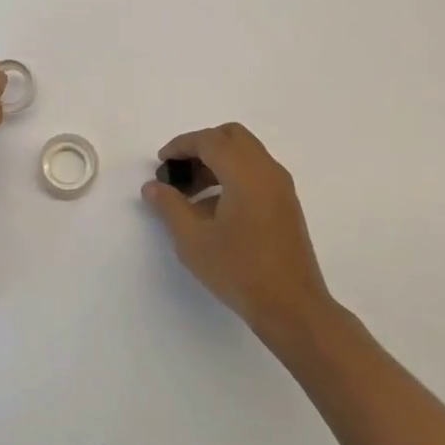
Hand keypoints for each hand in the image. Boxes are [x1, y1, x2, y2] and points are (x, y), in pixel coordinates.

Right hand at [141, 123, 333, 337]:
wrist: (292, 308)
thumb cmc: (239, 270)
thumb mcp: (193, 240)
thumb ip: (169, 206)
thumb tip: (152, 186)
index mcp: (245, 172)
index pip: (209, 140)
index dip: (181, 145)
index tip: (161, 163)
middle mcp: (267, 170)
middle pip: (231, 137)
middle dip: (201, 147)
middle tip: (179, 171)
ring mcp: (281, 187)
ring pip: (245, 154)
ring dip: (217, 162)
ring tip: (191, 194)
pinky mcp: (286, 204)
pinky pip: (256, 173)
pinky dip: (233, 176)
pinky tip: (214, 209)